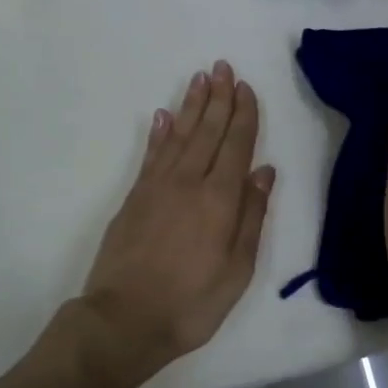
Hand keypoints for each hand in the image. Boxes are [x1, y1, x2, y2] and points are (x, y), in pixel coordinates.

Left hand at [80, 61, 275, 383]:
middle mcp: (188, 182)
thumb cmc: (191, 304)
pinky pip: (150, 155)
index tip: (246, 88)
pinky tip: (163, 116)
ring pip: (178, 135)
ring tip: (199, 78)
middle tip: (222, 66)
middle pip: (207, 131)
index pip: (236, 146)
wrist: (124, 321)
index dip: (243, 115)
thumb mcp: (237, 270)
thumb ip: (251, 217)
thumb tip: (264, 171)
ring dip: (190, 106)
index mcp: (219, 200)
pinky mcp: (133, 198)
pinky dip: (158, 133)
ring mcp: (157, 187)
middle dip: (218, 98)